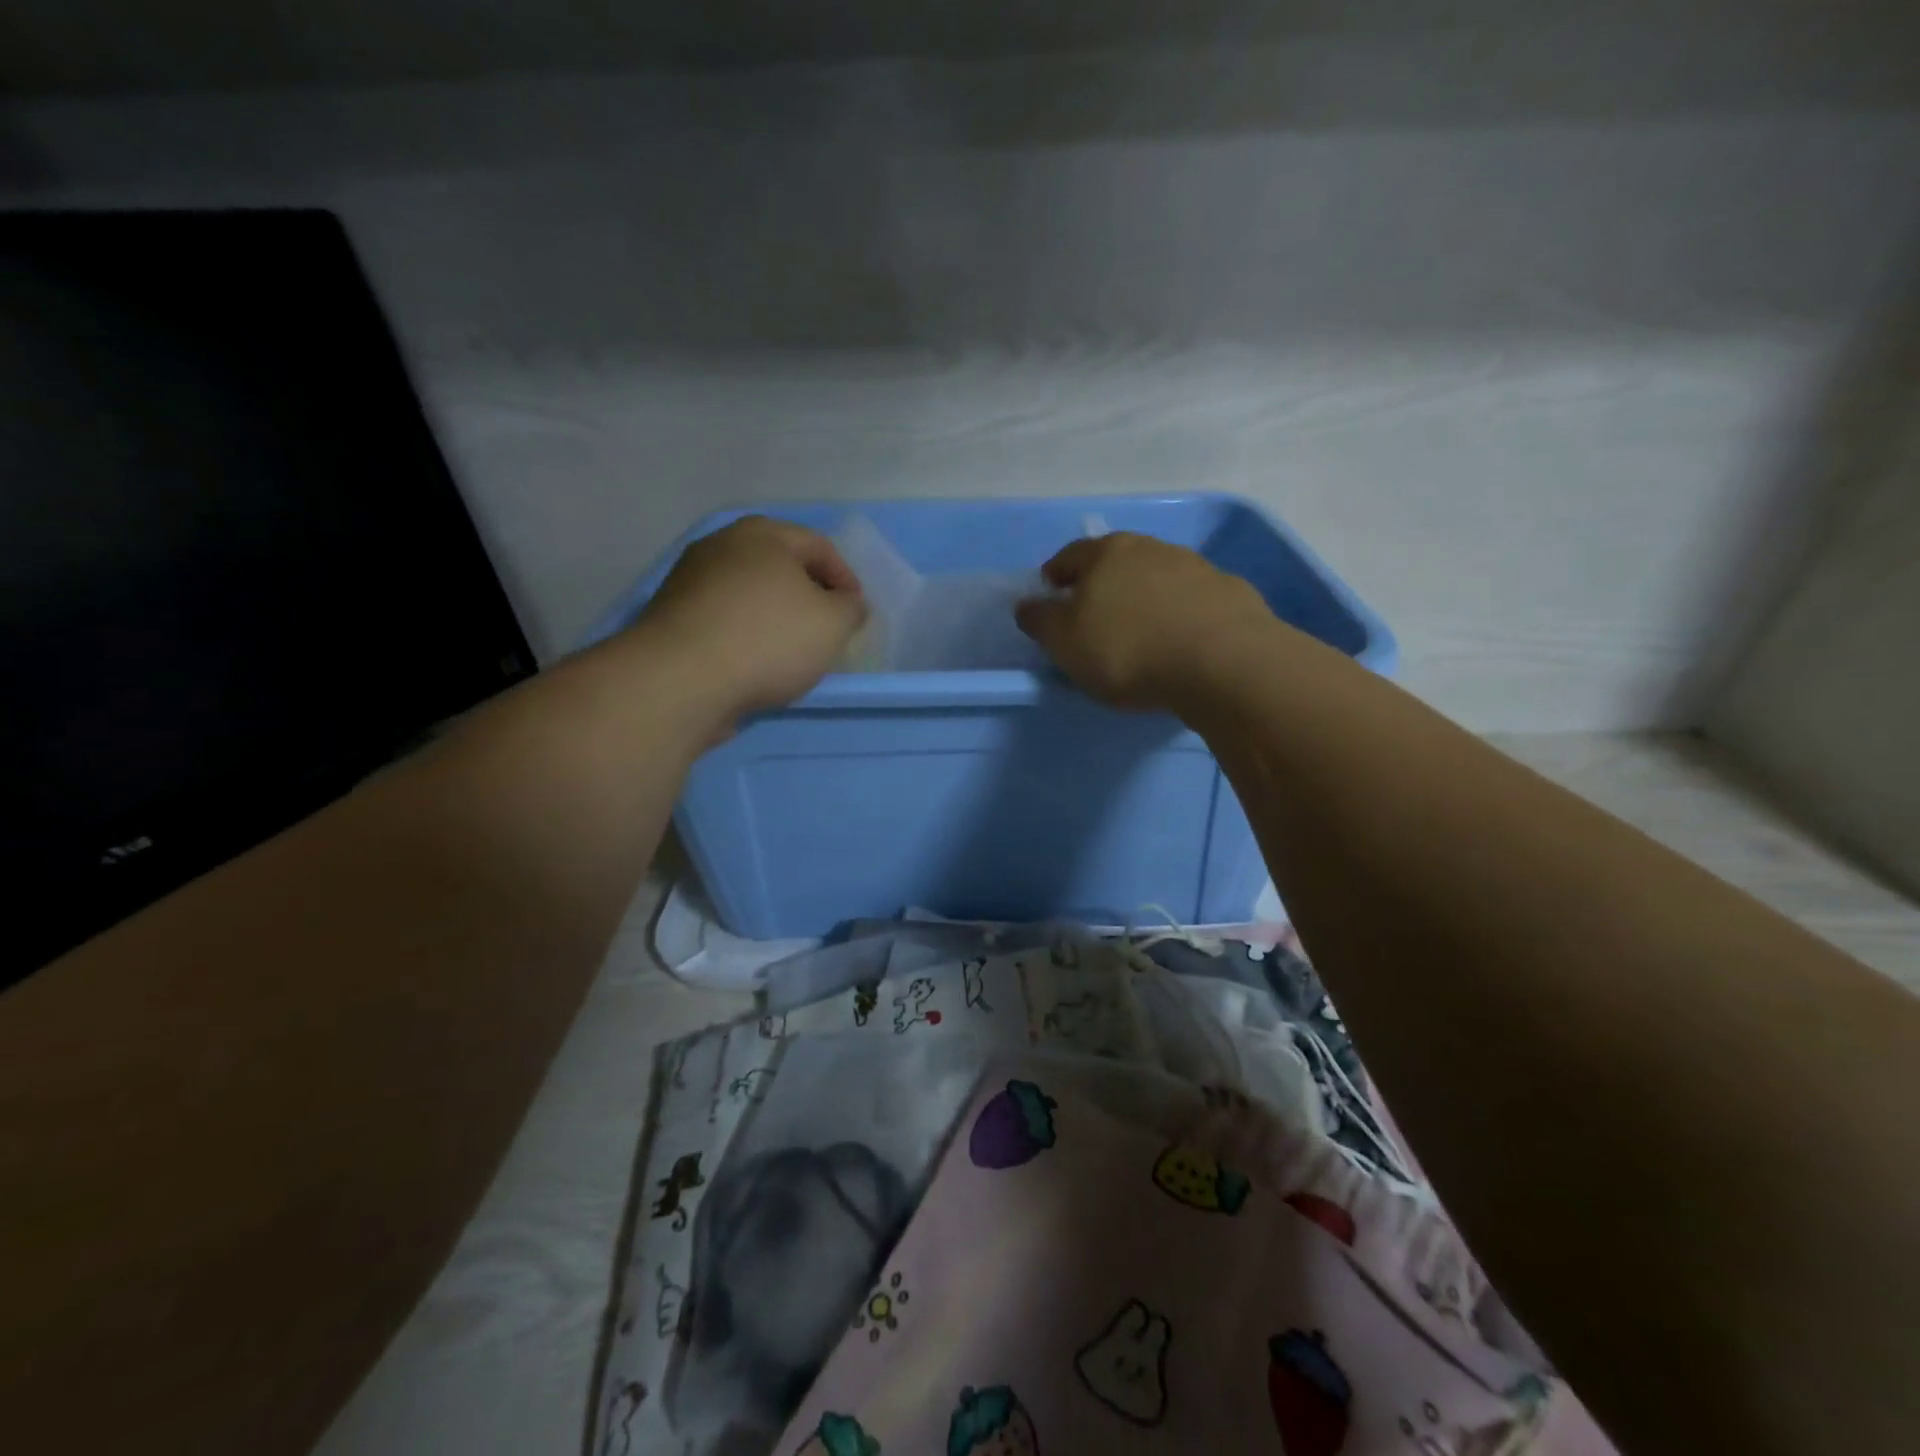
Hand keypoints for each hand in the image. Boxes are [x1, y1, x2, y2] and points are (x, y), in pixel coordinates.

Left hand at [635, 516, 866, 723]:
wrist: (681, 680)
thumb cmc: (768, 639)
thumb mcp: (832, 623)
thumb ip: (850, 608)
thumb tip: (847, 603)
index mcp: (762, 534)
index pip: (819, 546)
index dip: (846, 579)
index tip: (856, 615)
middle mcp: (722, 545)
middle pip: (781, 567)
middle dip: (809, 597)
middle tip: (827, 631)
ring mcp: (690, 580)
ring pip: (750, 594)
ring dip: (775, 618)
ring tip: (792, 654)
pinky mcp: (672, 617)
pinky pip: (724, 620)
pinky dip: (746, 636)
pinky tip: (756, 665)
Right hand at [1015, 533, 1274, 711]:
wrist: (1222, 661)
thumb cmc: (1127, 649)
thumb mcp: (1065, 642)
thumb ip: (1040, 621)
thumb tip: (1027, 604)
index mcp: (1106, 553)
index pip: (1069, 557)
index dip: (1054, 577)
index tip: (1050, 596)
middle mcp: (1151, 548)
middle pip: (1116, 563)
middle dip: (1102, 586)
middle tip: (1094, 616)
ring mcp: (1195, 567)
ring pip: (1156, 579)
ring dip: (1144, 598)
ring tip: (1141, 631)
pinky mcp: (1229, 593)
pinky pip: (1191, 601)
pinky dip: (1179, 615)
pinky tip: (1179, 641)